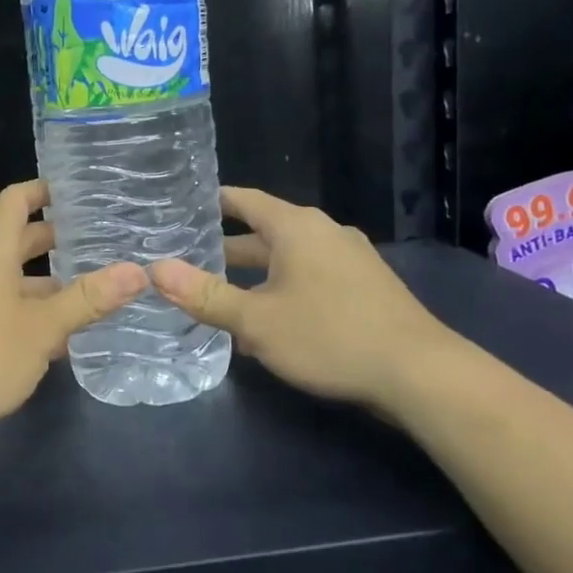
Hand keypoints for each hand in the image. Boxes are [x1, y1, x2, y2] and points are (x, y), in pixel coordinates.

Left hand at [0, 179, 147, 455]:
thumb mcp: (42, 329)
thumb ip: (89, 299)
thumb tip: (138, 272)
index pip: (17, 200)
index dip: (45, 190)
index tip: (79, 193)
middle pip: (14, 239)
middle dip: (54, 241)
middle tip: (99, 245)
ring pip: (5, 276)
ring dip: (42, 283)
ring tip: (86, 294)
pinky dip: (22, 307)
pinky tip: (51, 336)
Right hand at [150, 186, 458, 415]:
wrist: (418, 372)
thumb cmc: (329, 336)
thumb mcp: (256, 320)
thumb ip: (204, 295)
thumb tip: (154, 270)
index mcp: (296, 227)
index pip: (244, 200)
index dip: (212, 201)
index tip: (182, 206)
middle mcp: (324, 232)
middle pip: (264, 232)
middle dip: (227, 248)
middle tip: (187, 259)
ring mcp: (349, 259)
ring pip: (288, 259)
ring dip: (254, 275)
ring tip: (218, 294)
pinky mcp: (365, 286)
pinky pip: (310, 277)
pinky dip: (282, 289)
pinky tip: (267, 322)